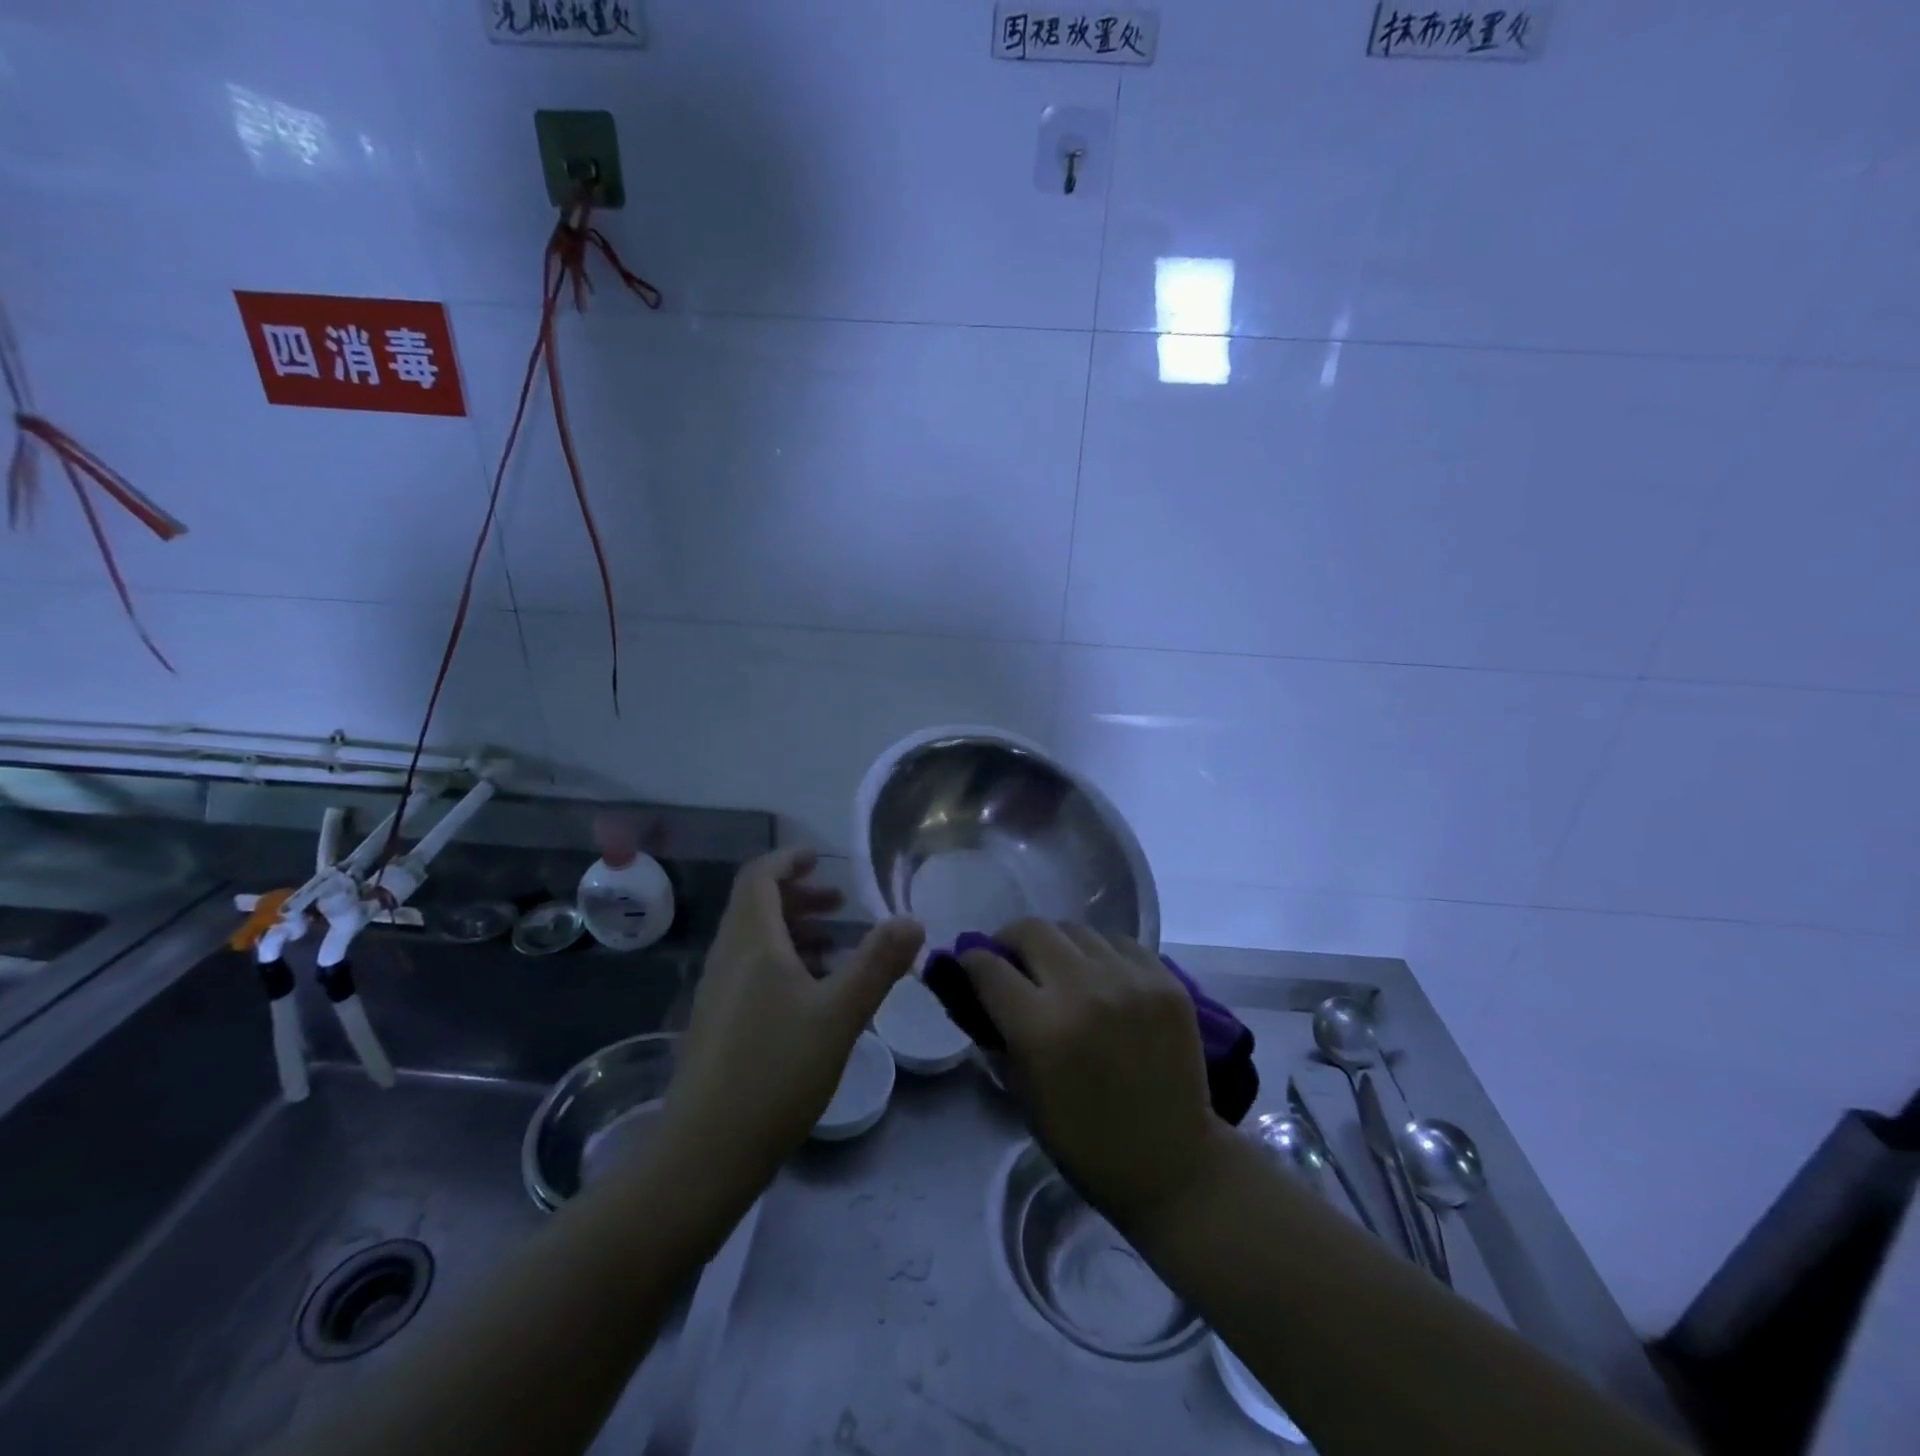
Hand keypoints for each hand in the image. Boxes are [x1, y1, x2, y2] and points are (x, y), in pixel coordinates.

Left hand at [663, 849, 923, 1179]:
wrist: (704, 1154)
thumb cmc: (775, 1072)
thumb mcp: (839, 1014)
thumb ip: (878, 963)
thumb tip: (912, 920)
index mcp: (751, 943)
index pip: (759, 877)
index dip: (788, 860)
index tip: (820, 858)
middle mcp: (727, 959)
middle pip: (757, 907)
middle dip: (800, 897)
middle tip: (841, 904)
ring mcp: (718, 994)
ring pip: (755, 943)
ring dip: (794, 932)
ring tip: (836, 948)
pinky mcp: (718, 1025)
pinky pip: (751, 973)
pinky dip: (784, 964)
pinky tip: (813, 997)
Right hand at [960, 922, 1225, 1229]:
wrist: (1172, 1163)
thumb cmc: (1085, 1141)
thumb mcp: (1022, 1094)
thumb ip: (995, 1035)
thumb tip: (971, 989)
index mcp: (1042, 1029)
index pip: (989, 967)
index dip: (971, 962)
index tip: (970, 966)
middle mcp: (1084, 991)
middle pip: (1031, 930)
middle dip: (1011, 941)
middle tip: (1013, 962)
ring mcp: (1130, 980)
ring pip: (1075, 929)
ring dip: (1057, 946)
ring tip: (1060, 970)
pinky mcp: (1166, 980)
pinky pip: (1119, 942)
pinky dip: (1099, 954)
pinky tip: (1101, 980)